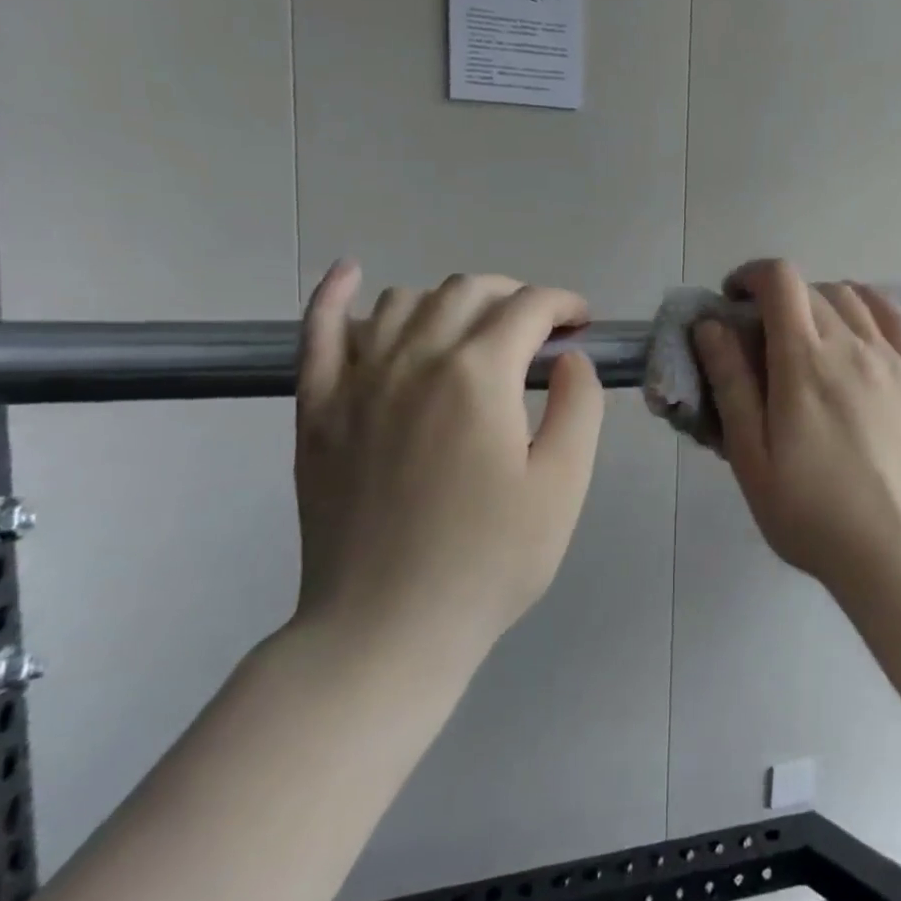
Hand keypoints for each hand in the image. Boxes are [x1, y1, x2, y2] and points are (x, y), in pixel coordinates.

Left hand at [291, 264, 604, 671]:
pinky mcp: (317, 409)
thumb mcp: (564, 485)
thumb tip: (570, 359)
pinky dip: (334, 294)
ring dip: (451, 300)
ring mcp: (357, 380)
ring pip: (406, 301)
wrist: (388, 626)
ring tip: (476, 330)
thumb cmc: (490, 560)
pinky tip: (349, 274)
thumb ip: (579, 407)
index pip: (529, 307)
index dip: (564, 304)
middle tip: (540, 330)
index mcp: (480, 375)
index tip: (583, 323)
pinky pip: (318, 331)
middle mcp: (415, 359)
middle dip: (515, 296)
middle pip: (469, 291)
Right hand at [692, 260, 900, 590]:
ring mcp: (893, 359)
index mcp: (804, 363)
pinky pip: (896, 318)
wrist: (897, 551)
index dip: (751, 276)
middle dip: (777, 297)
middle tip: (760, 336)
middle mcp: (852, 346)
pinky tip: (858, 326)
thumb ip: (731, 385)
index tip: (733, 301)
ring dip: (819, 301)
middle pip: (811, 289)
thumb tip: (712, 325)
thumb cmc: (811, 513)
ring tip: (806, 336)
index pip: (780, 281)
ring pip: (852, 298)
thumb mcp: (752, 458)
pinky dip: (869, 306)